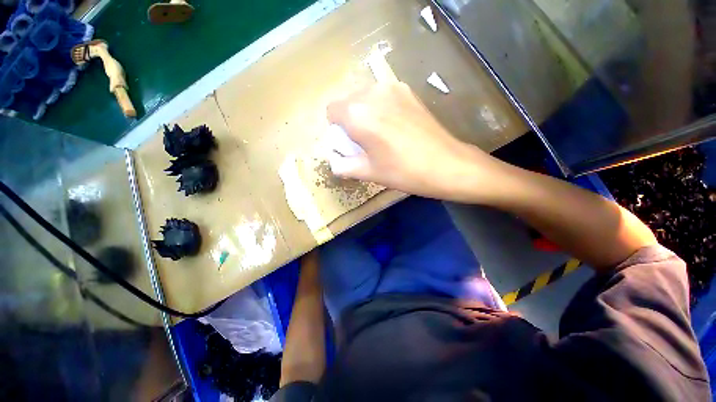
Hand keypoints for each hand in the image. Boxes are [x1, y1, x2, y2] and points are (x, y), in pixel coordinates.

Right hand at [327, 82, 496, 199]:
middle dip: (350, 120)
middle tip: (365, 141)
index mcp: (357, 113)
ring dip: (365, 113)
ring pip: (364, 97)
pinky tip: (395, 126)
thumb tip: (334, 160)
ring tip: (381, 134)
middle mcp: (372, 92)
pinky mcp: (408, 90)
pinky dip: (380, 108)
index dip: (337, 129)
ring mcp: (392, 87)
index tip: (350, 143)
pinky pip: (382, 96)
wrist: (446, 164)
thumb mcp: (368, 172)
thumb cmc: (403, 172)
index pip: (332, 111)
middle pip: (348, 101)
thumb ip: (343, 165)